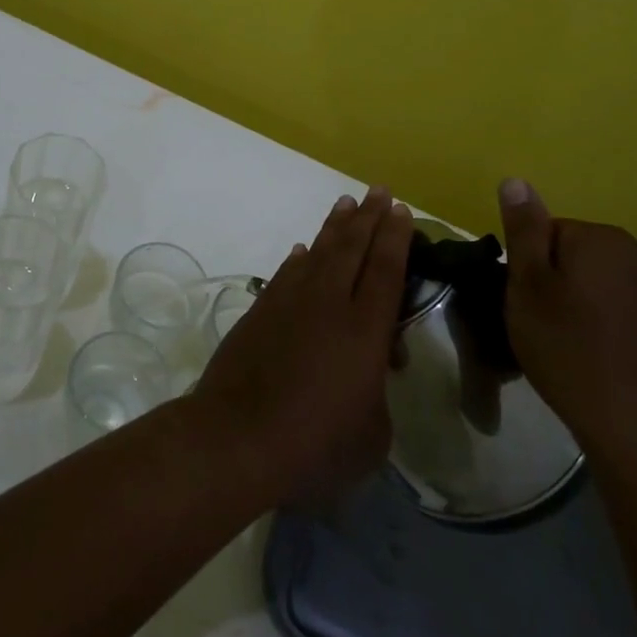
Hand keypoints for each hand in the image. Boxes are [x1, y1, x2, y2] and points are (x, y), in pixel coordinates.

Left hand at [191, 187, 413, 505]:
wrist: (237, 438)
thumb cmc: (315, 445)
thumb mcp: (371, 434)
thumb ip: (377, 396)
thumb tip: (366, 376)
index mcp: (364, 330)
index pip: (385, 270)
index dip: (395, 238)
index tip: (399, 209)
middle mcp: (327, 304)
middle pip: (351, 249)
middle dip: (367, 218)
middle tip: (377, 191)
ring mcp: (288, 304)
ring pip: (317, 253)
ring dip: (333, 228)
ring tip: (344, 204)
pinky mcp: (259, 312)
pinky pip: (285, 274)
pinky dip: (298, 260)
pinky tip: (302, 252)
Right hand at [497, 178, 636, 462]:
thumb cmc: (569, 349)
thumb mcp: (527, 287)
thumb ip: (524, 232)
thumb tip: (516, 181)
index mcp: (601, 238)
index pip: (548, 234)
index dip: (530, 269)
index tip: (525, 304)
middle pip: (581, 255)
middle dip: (561, 282)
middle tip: (544, 326)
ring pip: (609, 282)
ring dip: (589, 302)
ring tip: (575, 345)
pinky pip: (635, 307)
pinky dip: (617, 323)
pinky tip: (607, 356)